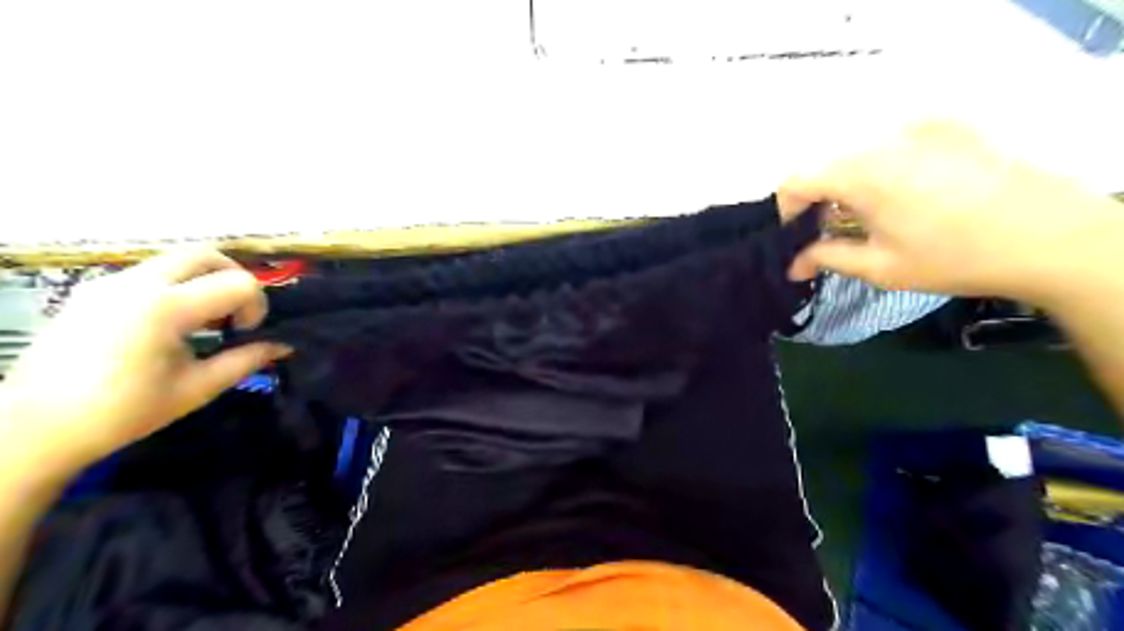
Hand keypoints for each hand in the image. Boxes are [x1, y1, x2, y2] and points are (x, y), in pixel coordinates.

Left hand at [0, 247, 292, 481]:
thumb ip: (245, 360)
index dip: (256, 306)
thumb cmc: (122, 412)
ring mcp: (110, 283)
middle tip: (235, 314)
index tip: (244, 334)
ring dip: (205, 281)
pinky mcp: (93, 291)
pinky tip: (171, 324)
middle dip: (235, 278)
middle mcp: (137, 284)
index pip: (238, 283)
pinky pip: (151, 273)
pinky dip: (178, 286)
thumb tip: (284, 346)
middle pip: (207, 254)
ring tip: (203, 321)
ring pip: (177, 260)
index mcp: (164, 308)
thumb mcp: (196, 389)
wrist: (32, 428)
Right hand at [778, 121, 1123, 307]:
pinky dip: (882, 168)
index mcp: (860, 174)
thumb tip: (792, 265)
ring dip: (849, 185)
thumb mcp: (880, 267)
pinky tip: (907, 195)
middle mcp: (882, 140)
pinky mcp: (947, 126)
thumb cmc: (952, 257)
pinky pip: (893, 143)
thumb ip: (826, 258)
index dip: (786, 210)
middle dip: (818, 200)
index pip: (795, 180)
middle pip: (826, 166)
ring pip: (858, 154)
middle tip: (831, 233)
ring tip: (870, 217)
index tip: (797, 236)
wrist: (1049, 235)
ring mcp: (918, 127)